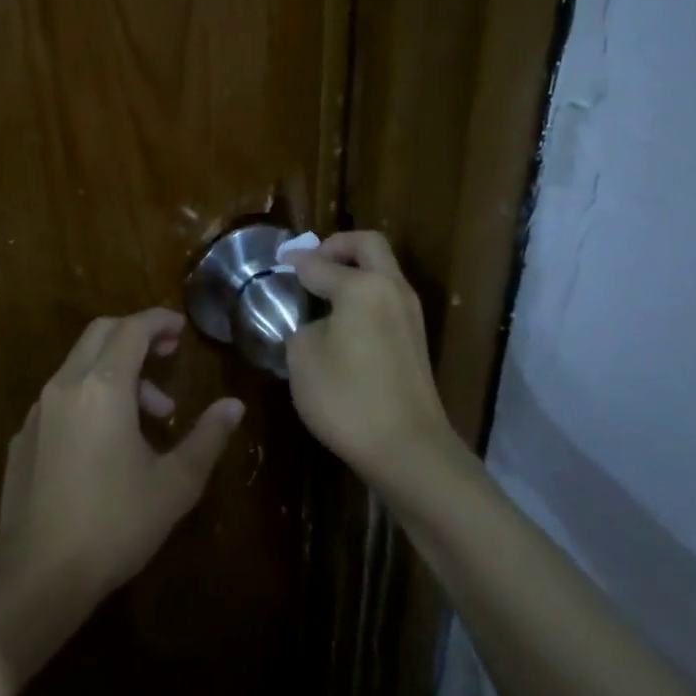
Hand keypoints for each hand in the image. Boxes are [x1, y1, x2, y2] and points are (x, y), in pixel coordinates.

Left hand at [0, 309, 243, 603]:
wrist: (37, 577)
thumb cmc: (115, 524)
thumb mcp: (175, 483)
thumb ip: (207, 437)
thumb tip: (234, 406)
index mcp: (103, 386)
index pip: (133, 329)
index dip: (159, 321)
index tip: (182, 329)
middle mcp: (66, 385)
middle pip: (101, 333)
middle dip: (136, 335)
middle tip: (167, 355)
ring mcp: (38, 411)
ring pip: (80, 365)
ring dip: (117, 372)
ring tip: (150, 415)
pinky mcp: (22, 438)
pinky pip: (61, 397)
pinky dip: (90, 396)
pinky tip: (106, 441)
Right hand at [284, 232, 453, 488]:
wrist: (408, 449)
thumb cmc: (348, 398)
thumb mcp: (303, 359)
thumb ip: (302, 328)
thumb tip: (315, 324)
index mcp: (362, 287)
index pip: (320, 263)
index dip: (296, 261)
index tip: (279, 261)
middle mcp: (391, 289)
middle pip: (368, 246)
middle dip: (338, 246)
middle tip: (312, 262)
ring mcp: (410, 314)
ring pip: (383, 271)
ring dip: (355, 271)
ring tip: (323, 292)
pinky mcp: (416, 339)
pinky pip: (387, 298)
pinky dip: (365, 295)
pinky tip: (343, 321)